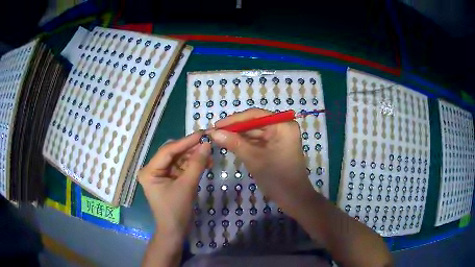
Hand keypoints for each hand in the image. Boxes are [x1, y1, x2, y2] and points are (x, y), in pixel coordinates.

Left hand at [138, 132, 210, 242]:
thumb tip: (207, 144)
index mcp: (149, 171)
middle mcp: (152, 169)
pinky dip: (192, 164)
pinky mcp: (168, 179)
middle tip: (207, 143)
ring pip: (178, 158)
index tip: (203, 134)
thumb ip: (197, 164)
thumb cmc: (176, 211)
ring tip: (209, 155)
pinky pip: (181, 167)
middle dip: (190, 148)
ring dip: (193, 156)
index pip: (168, 151)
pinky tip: (205, 162)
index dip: (186, 141)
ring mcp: (160, 174)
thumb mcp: (187, 186)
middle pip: (172, 152)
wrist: (175, 231)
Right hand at [209, 108, 315, 217]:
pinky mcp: (277, 146)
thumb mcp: (253, 159)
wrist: (293, 198)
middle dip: (235, 129)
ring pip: (255, 132)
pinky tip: (231, 144)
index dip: (234, 120)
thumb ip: (234, 143)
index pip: (255, 115)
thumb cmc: (276, 177)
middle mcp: (283, 127)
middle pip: (255, 123)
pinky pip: (259, 141)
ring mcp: (280, 137)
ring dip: (239, 136)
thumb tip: (213, 133)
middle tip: (215, 133)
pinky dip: (246, 143)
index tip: (216, 125)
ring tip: (219, 138)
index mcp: (283, 125)